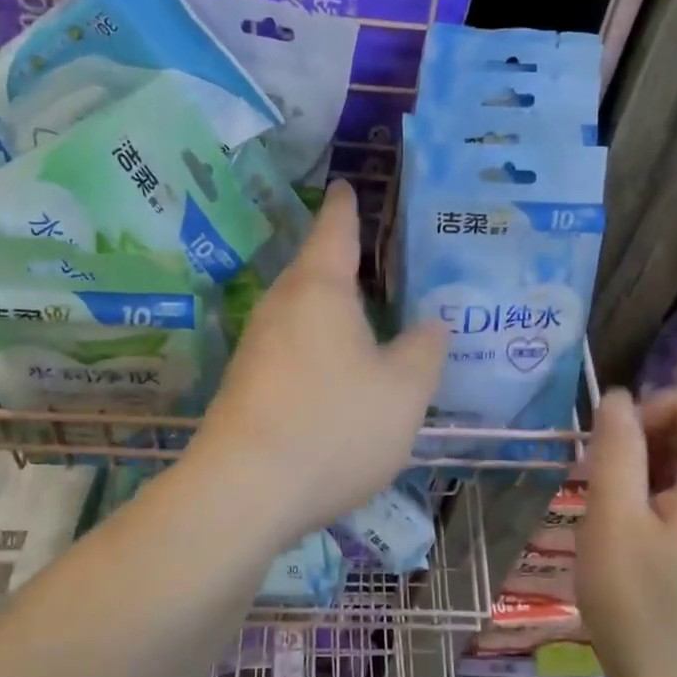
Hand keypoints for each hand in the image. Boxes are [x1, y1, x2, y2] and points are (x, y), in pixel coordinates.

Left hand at [192, 182, 445, 545]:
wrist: (244, 491)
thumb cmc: (334, 425)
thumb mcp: (404, 390)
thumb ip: (424, 350)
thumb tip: (432, 324)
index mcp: (320, 288)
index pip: (335, 228)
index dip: (346, 205)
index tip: (346, 185)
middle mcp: (281, 305)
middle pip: (313, 269)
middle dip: (342, 261)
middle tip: (379, 260)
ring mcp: (256, 345)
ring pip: (300, 311)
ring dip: (330, 308)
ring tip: (366, 315)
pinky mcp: (245, 383)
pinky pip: (290, 346)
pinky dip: (316, 345)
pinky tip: (336, 371)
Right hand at [576, 387, 676, 676]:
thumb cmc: (638, 602)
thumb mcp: (612, 518)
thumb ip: (616, 449)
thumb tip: (619, 398)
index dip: (669, 404)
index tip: (624, 436)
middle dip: (655, 432)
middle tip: (608, 467)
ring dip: (653, 462)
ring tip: (611, 497)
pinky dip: (661, 491)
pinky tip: (629, 525)